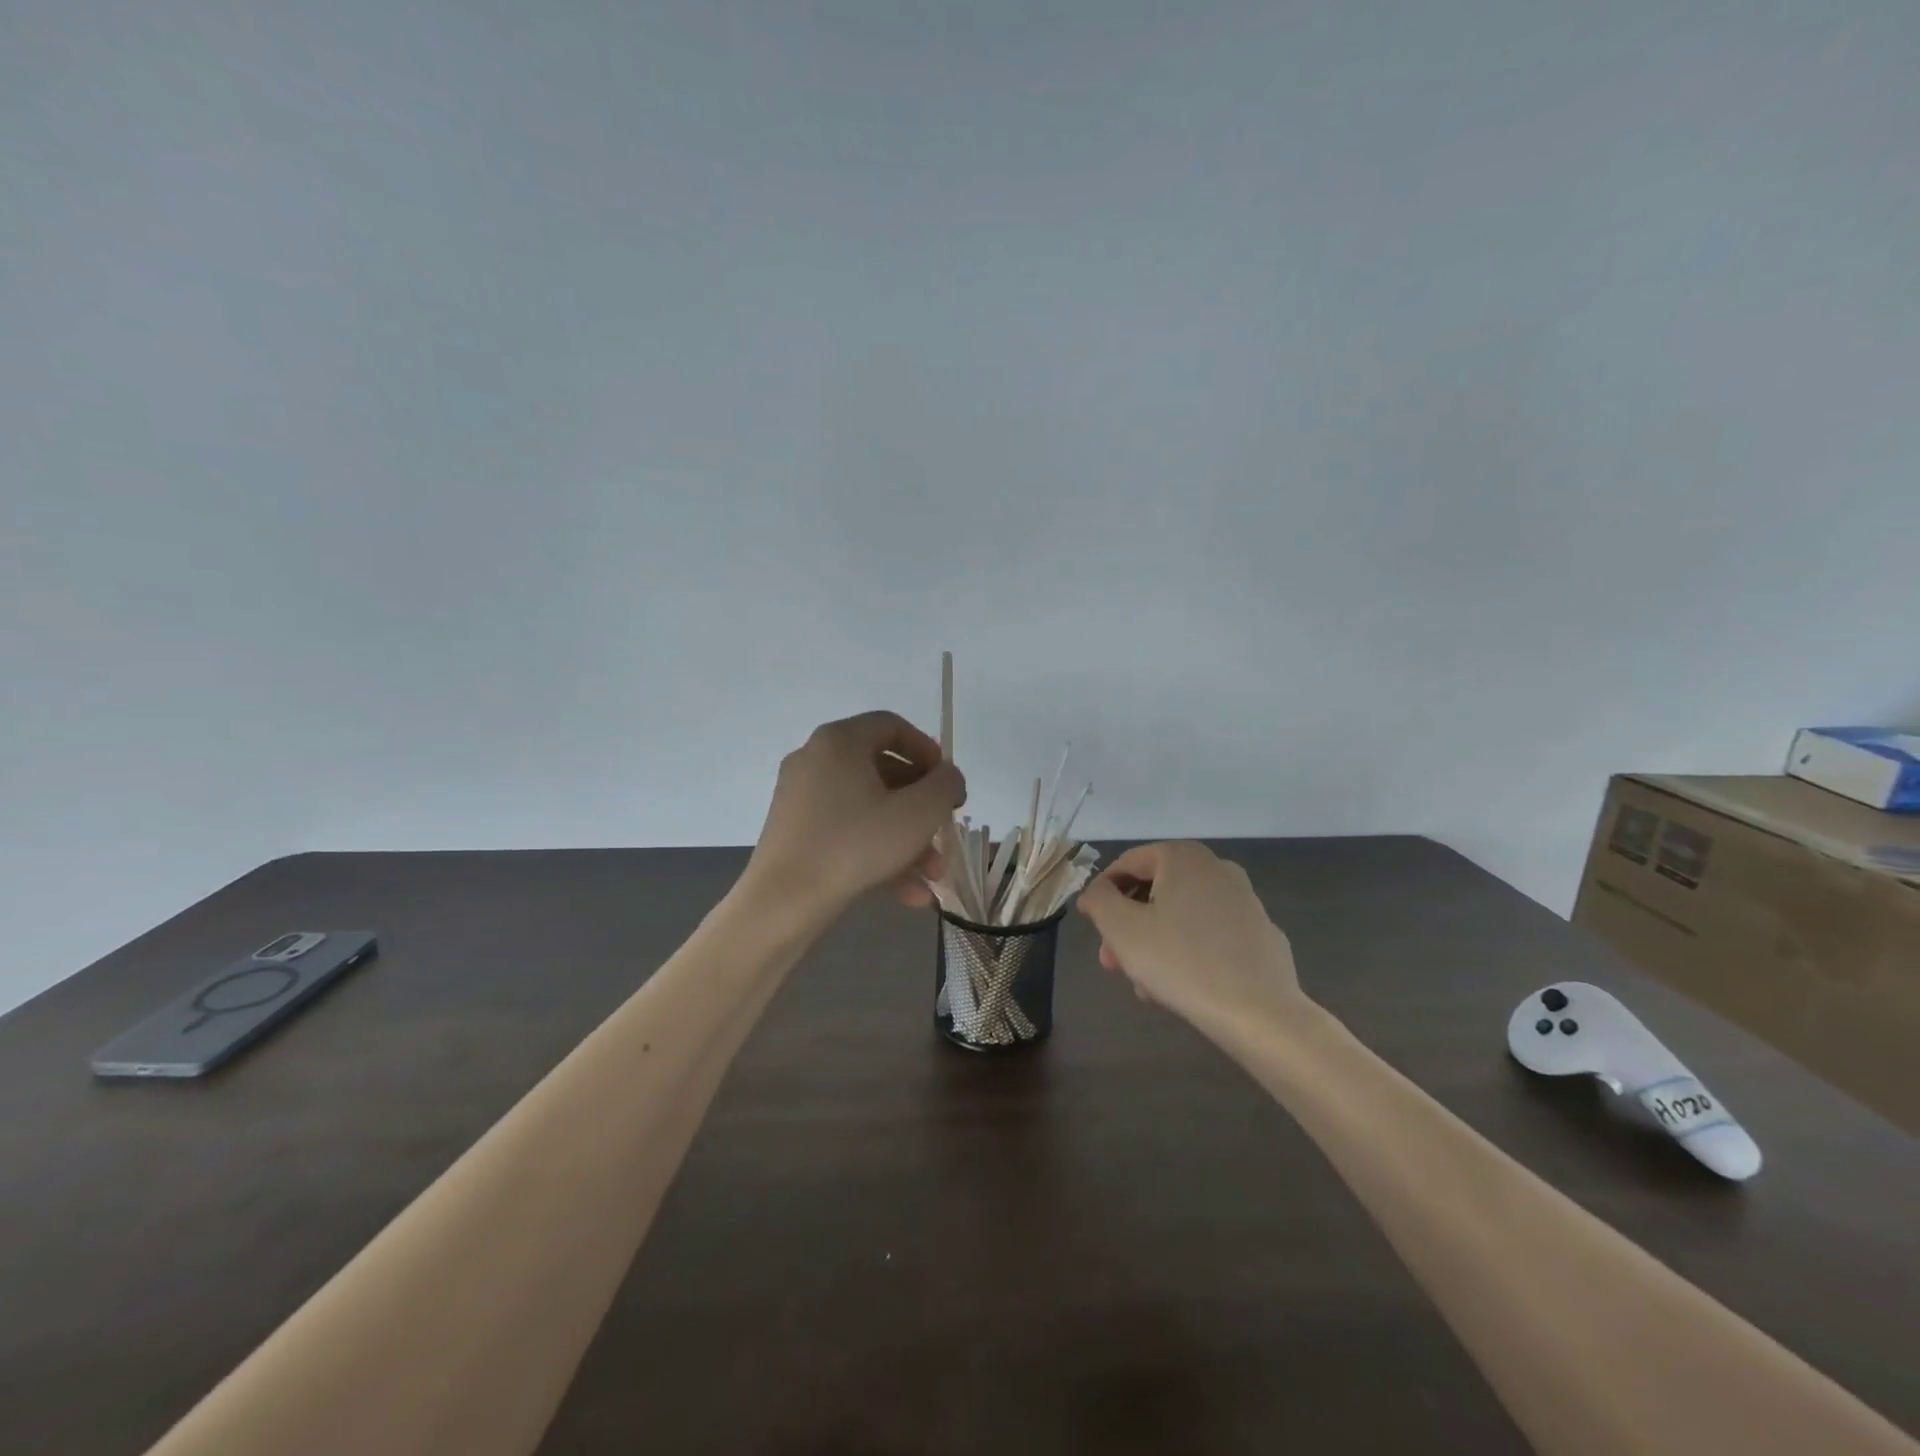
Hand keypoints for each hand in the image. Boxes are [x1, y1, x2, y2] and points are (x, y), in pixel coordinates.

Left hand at [744, 710, 966, 914]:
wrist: (782, 902)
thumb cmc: (855, 844)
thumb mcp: (918, 813)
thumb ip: (945, 785)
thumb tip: (948, 778)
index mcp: (840, 741)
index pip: (892, 726)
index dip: (928, 751)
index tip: (948, 783)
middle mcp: (816, 760)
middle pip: (883, 772)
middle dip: (922, 807)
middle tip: (945, 830)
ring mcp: (802, 798)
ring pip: (868, 809)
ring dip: (907, 839)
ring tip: (934, 875)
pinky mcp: (796, 833)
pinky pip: (847, 832)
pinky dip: (878, 854)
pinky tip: (909, 893)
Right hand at [1076, 842, 1310, 1036]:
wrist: (1260, 1014)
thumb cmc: (1180, 962)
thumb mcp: (1121, 929)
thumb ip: (1099, 900)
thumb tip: (1096, 892)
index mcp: (1183, 857)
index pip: (1127, 863)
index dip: (1102, 894)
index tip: (1093, 927)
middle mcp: (1217, 868)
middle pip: (1155, 891)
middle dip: (1129, 926)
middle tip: (1113, 963)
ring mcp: (1245, 901)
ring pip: (1182, 915)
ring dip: (1155, 942)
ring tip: (1144, 984)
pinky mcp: (1261, 934)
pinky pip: (1211, 934)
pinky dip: (1189, 951)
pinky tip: (1181, 986)